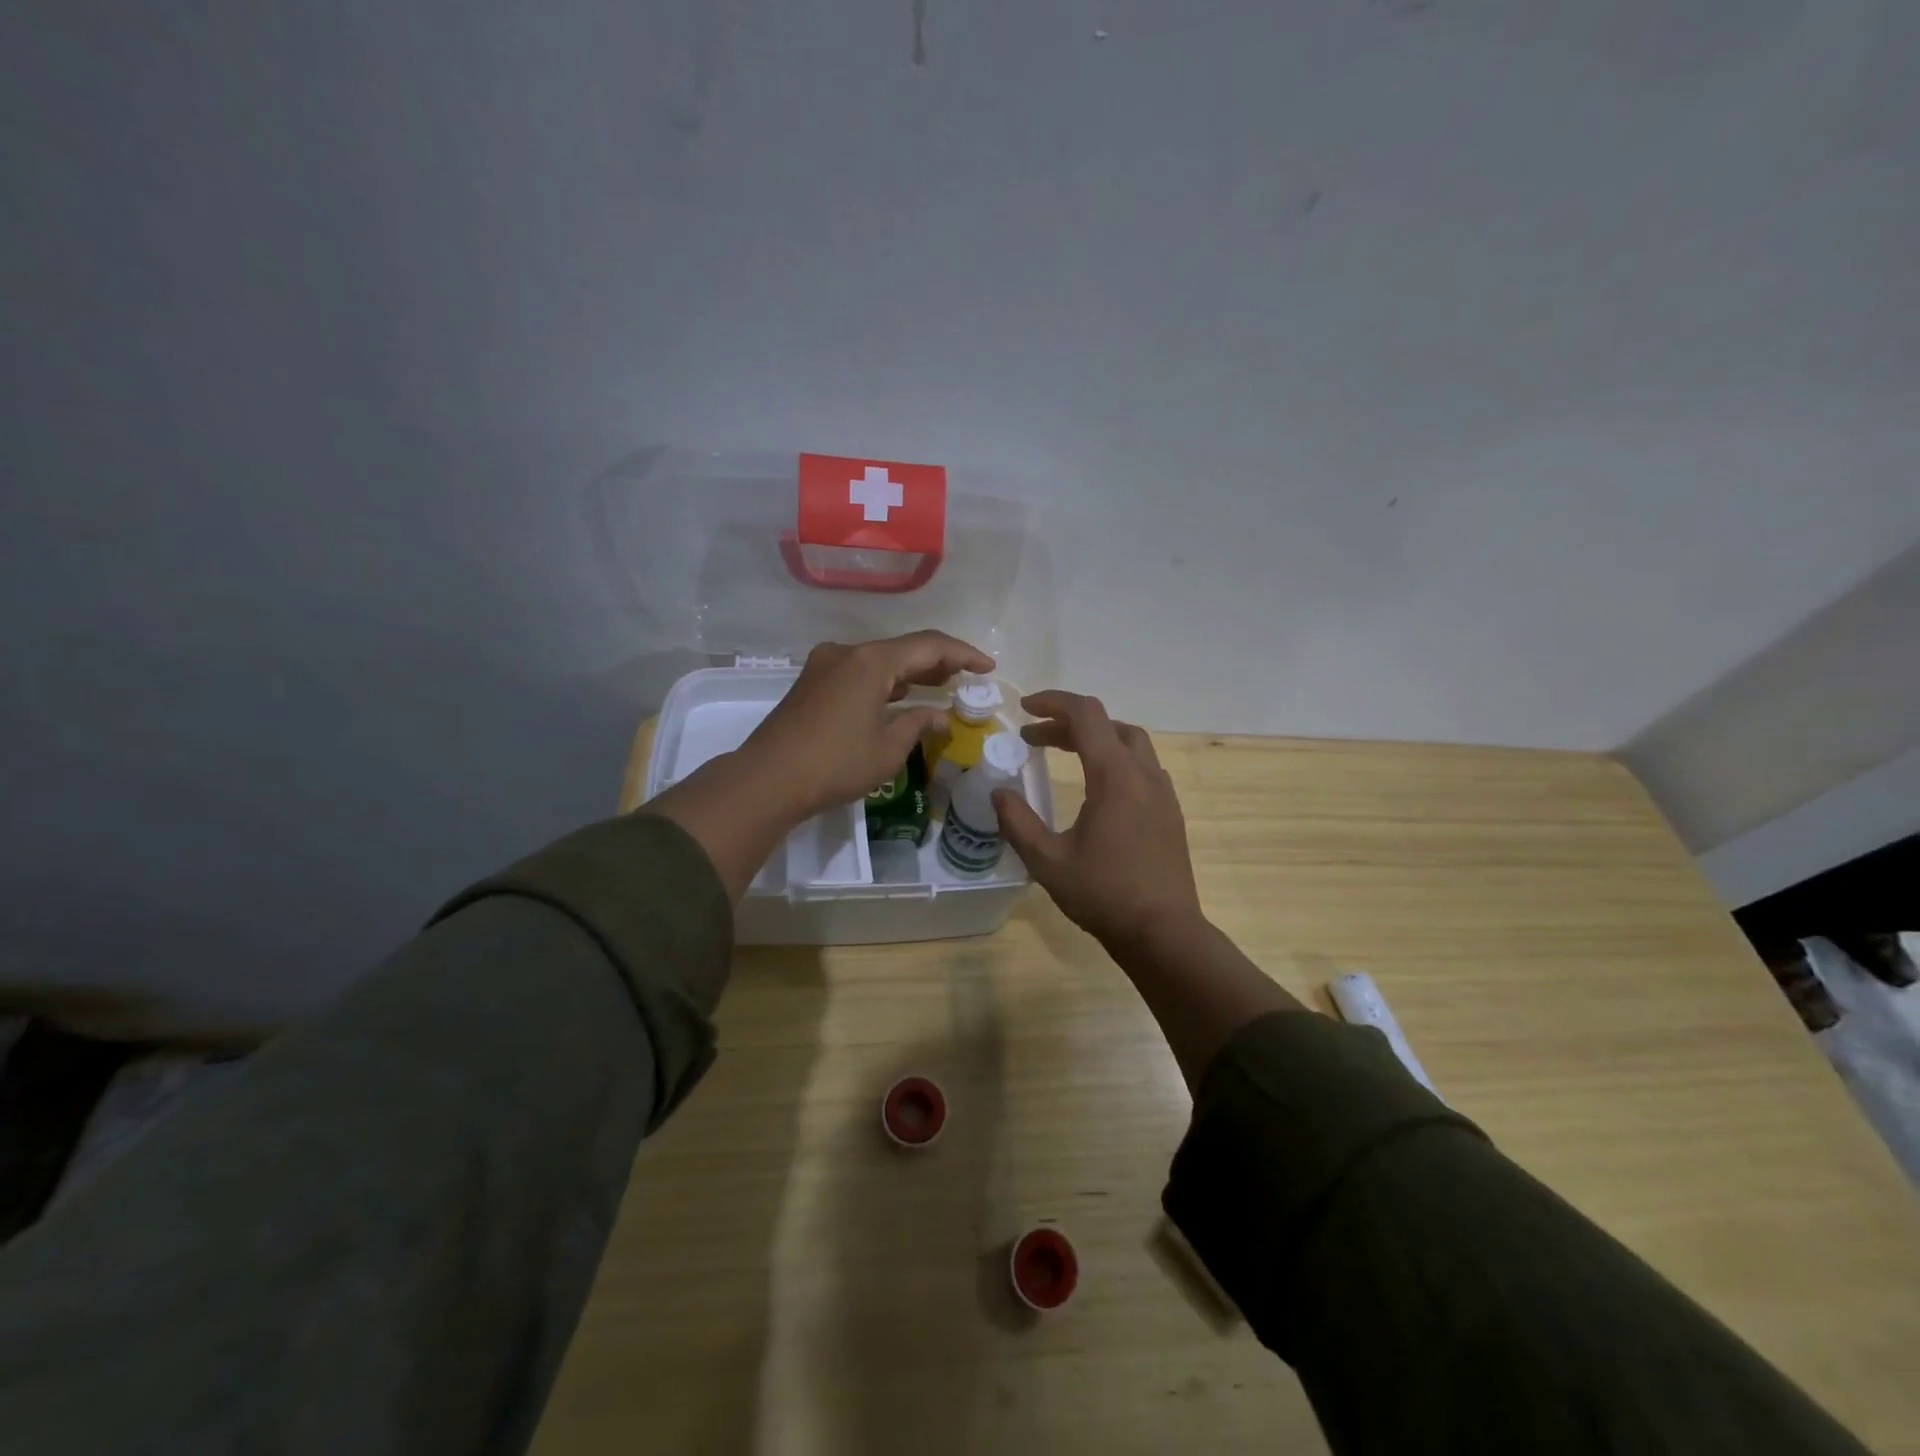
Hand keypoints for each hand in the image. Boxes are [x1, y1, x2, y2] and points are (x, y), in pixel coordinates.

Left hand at [739, 631, 995, 820]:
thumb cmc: (835, 764)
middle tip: (967, 677)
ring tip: (940, 685)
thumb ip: (918, 724)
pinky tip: (899, 696)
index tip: (988, 668)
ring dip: (910, 672)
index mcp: (871, 661)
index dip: (963, 654)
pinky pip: (859, 672)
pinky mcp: (812, 683)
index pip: (929, 645)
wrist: (767, 780)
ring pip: (879, 660)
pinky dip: (885, 681)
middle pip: (903, 648)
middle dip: (938, 661)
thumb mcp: (888, 749)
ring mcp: (825, 665)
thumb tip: (940, 716)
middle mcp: (847, 652)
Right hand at [992, 690, 1205, 950]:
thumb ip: (1018, 822)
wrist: (1163, 932)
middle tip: (1034, 738)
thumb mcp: (1047, 861)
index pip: (1086, 715)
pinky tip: (1096, 786)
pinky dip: (1114, 757)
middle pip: (1107, 724)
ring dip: (1095, 737)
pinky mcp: (1170, 810)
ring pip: (1130, 741)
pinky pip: (1142, 765)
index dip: (1053, 703)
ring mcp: (1162, 792)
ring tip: (1064, 751)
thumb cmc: (1103, 894)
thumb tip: (998, 793)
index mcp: (1115, 776)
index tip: (1024, 709)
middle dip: (1068, 722)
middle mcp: (1144, 774)